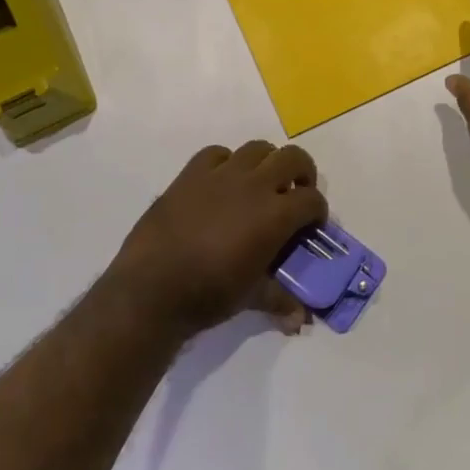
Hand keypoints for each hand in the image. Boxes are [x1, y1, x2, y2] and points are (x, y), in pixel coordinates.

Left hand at [112, 142, 327, 338]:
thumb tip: (300, 320)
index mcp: (275, 215)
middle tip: (294, 193)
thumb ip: (279, 299)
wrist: (152, 288)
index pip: (312, 199)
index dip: (317, 211)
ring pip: (257, 148)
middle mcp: (254, 185)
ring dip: (267, 162)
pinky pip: (217, 153)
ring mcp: (221, 174)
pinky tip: (221, 182)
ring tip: (260, 184)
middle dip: (302, 172)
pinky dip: (226, 162)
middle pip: (292, 158)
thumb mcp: (250, 297)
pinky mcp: (191, 173)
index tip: (311, 225)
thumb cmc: (208, 294)